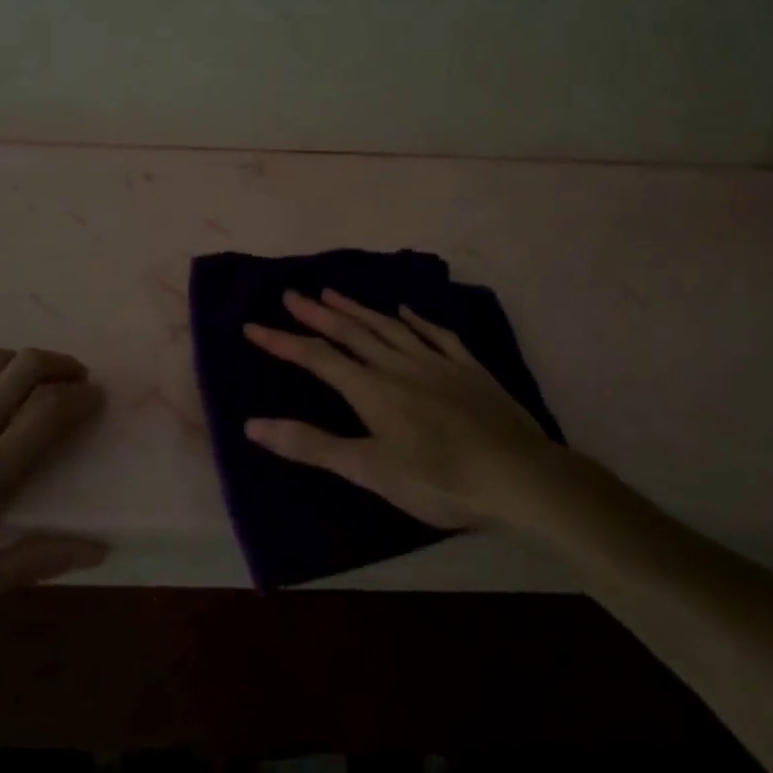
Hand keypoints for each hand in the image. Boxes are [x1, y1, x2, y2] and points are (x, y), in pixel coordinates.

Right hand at [243, 289, 569, 529]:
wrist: (520, 476)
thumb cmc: (439, 480)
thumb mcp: (369, 470)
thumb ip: (312, 445)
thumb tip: (253, 424)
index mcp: (372, 390)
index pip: (317, 357)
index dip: (282, 342)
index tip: (252, 325)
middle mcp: (399, 365)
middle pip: (351, 332)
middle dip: (316, 313)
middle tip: (291, 294)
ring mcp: (437, 363)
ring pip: (388, 327)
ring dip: (357, 309)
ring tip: (332, 292)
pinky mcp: (468, 369)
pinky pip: (436, 335)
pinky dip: (416, 320)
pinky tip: (405, 311)